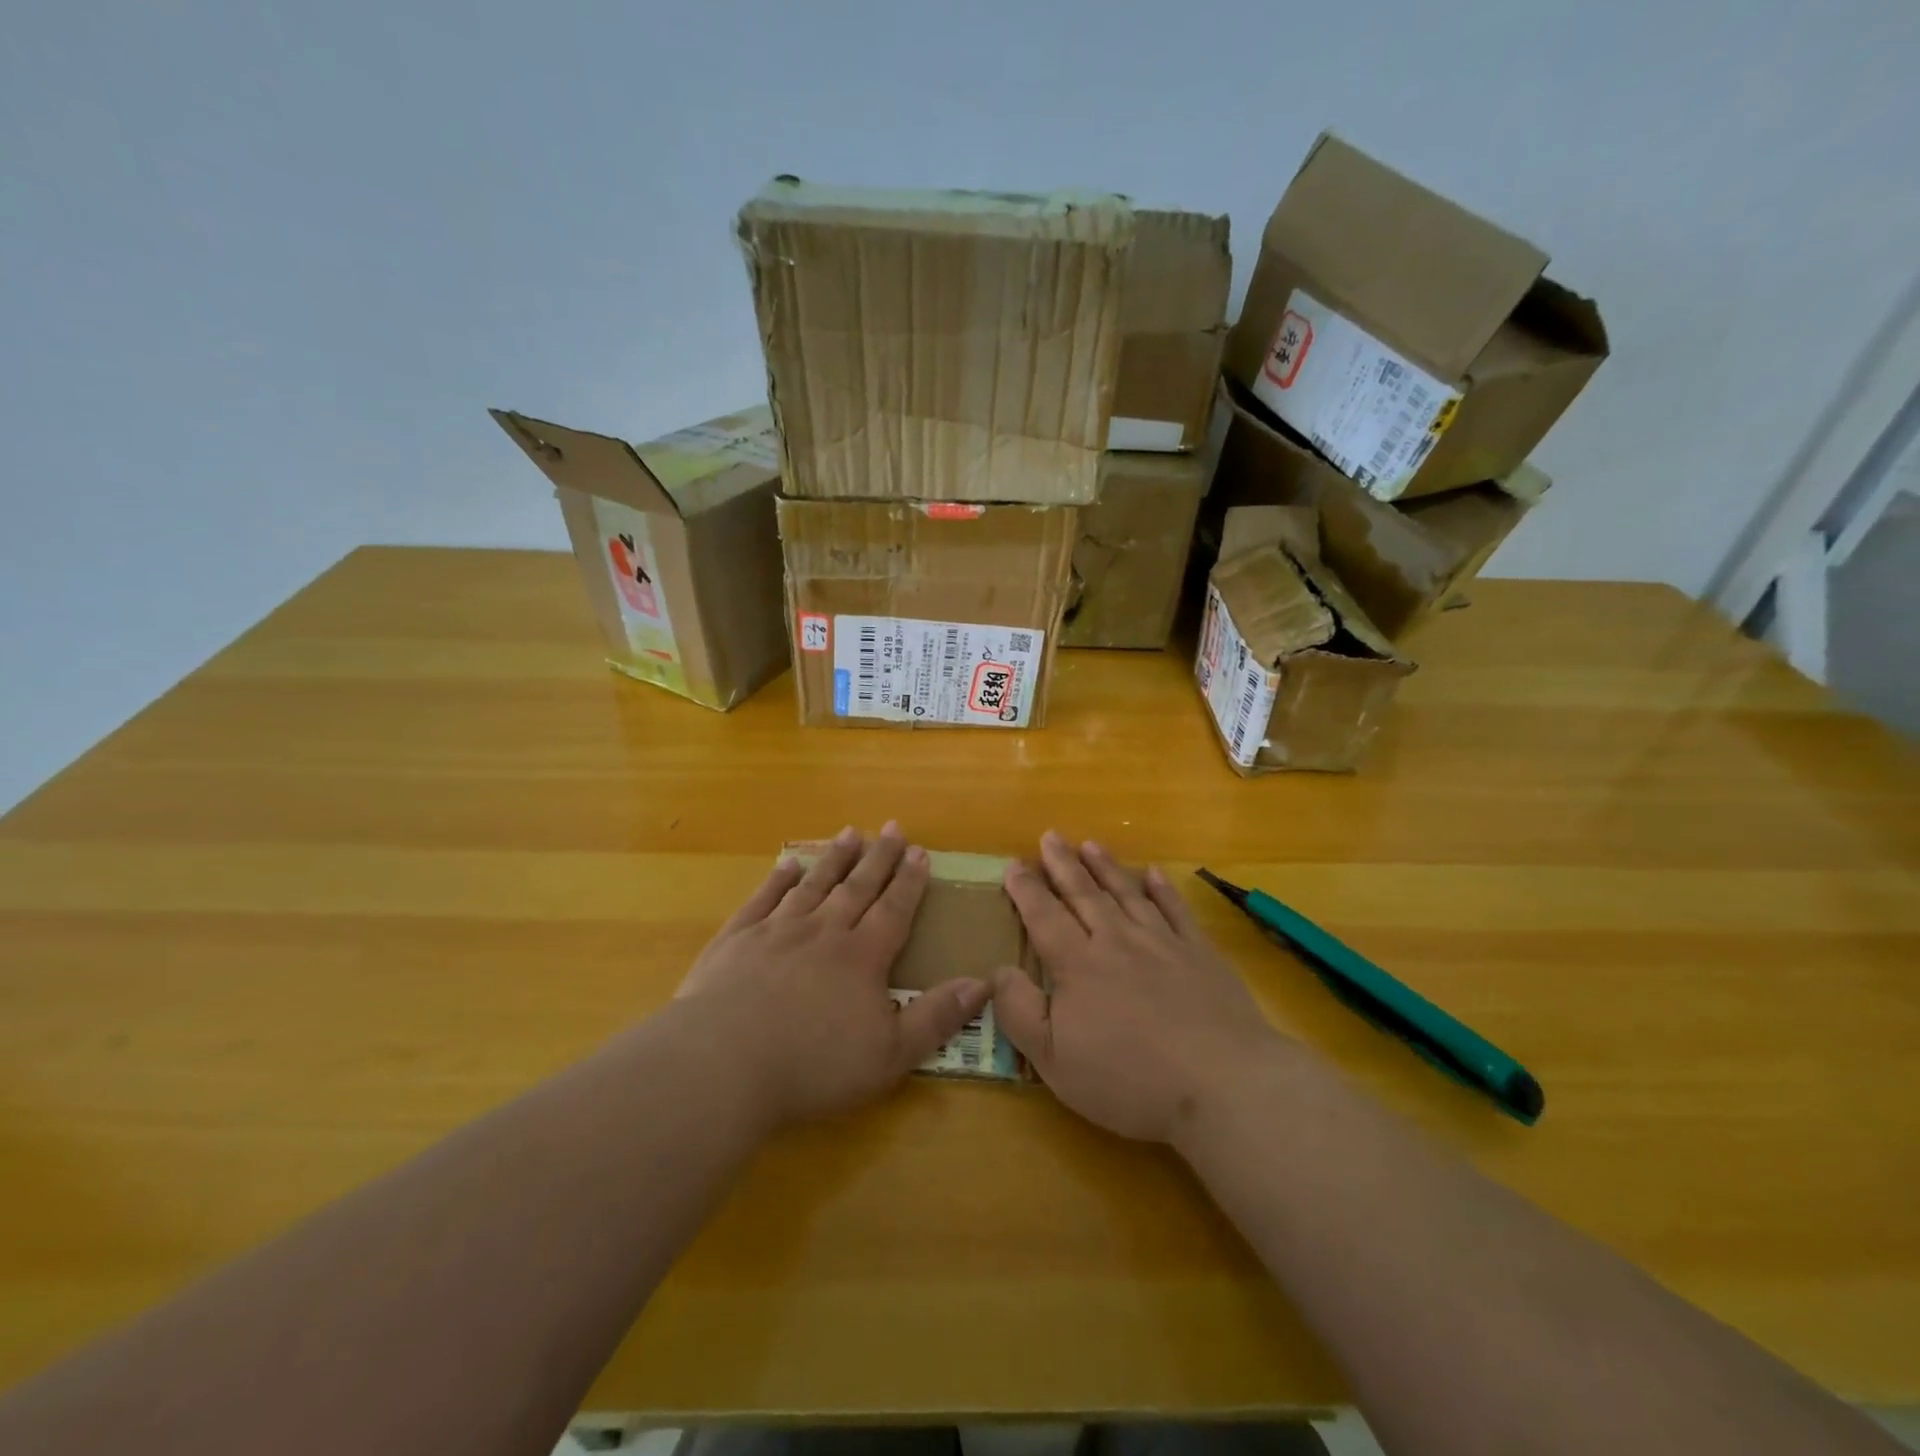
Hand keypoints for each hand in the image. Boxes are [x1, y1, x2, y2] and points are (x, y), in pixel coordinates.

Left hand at [675, 822, 988, 1128]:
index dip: (910, 881)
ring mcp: (777, 930)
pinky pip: (763, 898)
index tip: (921, 852)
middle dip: (879, 857)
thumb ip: (936, 1018)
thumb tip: (982, 983)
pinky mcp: (737, 939)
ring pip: (814, 884)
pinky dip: (778, 878)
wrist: (723, 1063)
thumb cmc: (813, 1065)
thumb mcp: (890, 1054)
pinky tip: (787, 863)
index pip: (894, 908)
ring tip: (850, 833)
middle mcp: (823, 930)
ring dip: (834, 858)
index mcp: (862, 956)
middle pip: (857, 886)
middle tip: (892, 828)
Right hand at [991, 832, 1290, 1144]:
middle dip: (1063, 864)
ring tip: (1091, 844)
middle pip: (1084, 894)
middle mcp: (1117, 941)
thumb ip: (1019, 1011)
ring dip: (1107, 868)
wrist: (1221, 1082)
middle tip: (1050, 836)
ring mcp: (1162, 943)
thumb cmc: (1129, 1078)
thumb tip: (997, 971)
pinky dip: (1163, 890)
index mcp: (1078, 965)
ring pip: (1127, 894)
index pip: (1044, 917)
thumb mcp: (1054, 1059)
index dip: (1026, 890)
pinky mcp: (1200, 954)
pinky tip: (1155, 874)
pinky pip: (1176, 910)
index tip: (1014, 864)